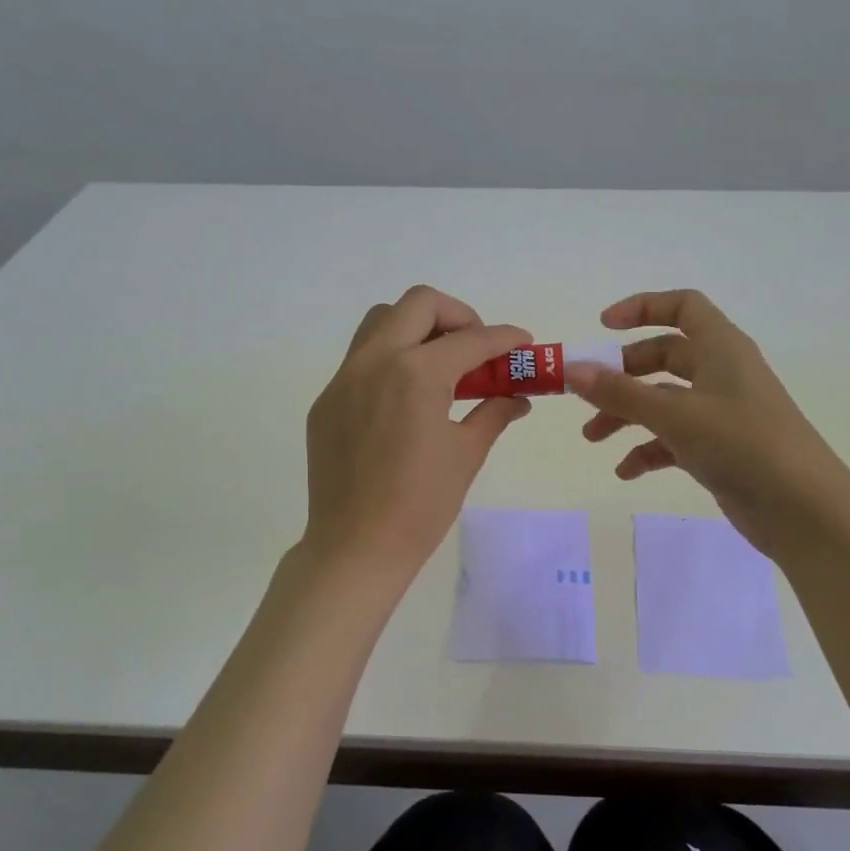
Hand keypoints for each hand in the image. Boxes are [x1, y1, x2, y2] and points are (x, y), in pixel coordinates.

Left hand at [303, 286, 531, 580]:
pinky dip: (390, 360)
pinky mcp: (327, 401)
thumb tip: (518, 398)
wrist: (356, 546)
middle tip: (476, 349)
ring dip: (417, 328)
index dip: (505, 338)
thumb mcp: (466, 455)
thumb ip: (493, 413)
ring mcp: (344, 379)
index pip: (471, 340)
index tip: (523, 343)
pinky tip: (405, 399)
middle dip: (458, 316)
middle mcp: (376, 361)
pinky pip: (361, 359)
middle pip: (419, 304)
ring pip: (381, 322)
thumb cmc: (421, 505)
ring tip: (440, 365)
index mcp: (417, 374)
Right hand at [566, 289, 849, 559]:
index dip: (642, 308)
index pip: (682, 307)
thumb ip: (620, 393)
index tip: (602, 327)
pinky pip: (674, 438)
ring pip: (663, 400)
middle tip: (587, 394)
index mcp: (721, 348)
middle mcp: (721, 373)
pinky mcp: (719, 448)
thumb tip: (571, 370)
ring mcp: (721, 412)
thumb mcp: (676, 415)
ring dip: (626, 414)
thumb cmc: (742, 444)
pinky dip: (648, 449)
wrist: (802, 509)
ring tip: (593, 438)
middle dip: (622, 374)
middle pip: (663, 356)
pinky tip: (626, 472)